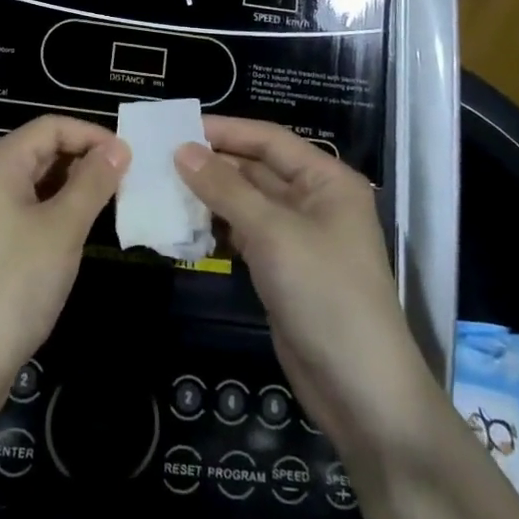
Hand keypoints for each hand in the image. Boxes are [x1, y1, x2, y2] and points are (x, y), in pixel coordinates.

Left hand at [0, 115, 127, 403]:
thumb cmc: (16, 283)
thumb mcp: (63, 228)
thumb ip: (93, 183)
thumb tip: (118, 148)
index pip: (51, 126)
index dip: (91, 134)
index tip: (129, 156)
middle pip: (41, 150)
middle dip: (84, 159)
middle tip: (127, 180)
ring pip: (36, 181)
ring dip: (73, 185)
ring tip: (112, 203)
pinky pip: (27, 207)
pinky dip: (56, 209)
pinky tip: (80, 229)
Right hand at [176, 118, 433, 466]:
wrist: (360, 391)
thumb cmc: (325, 294)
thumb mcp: (273, 233)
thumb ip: (225, 188)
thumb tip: (181, 149)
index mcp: (326, 180)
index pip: (269, 140)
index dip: (225, 130)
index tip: (176, 127)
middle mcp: (313, 201)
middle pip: (255, 169)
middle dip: (210, 164)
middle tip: (158, 159)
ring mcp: (297, 237)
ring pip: (245, 203)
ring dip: (208, 197)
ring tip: (161, 188)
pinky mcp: (281, 269)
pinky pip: (243, 234)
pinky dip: (215, 229)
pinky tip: (181, 226)